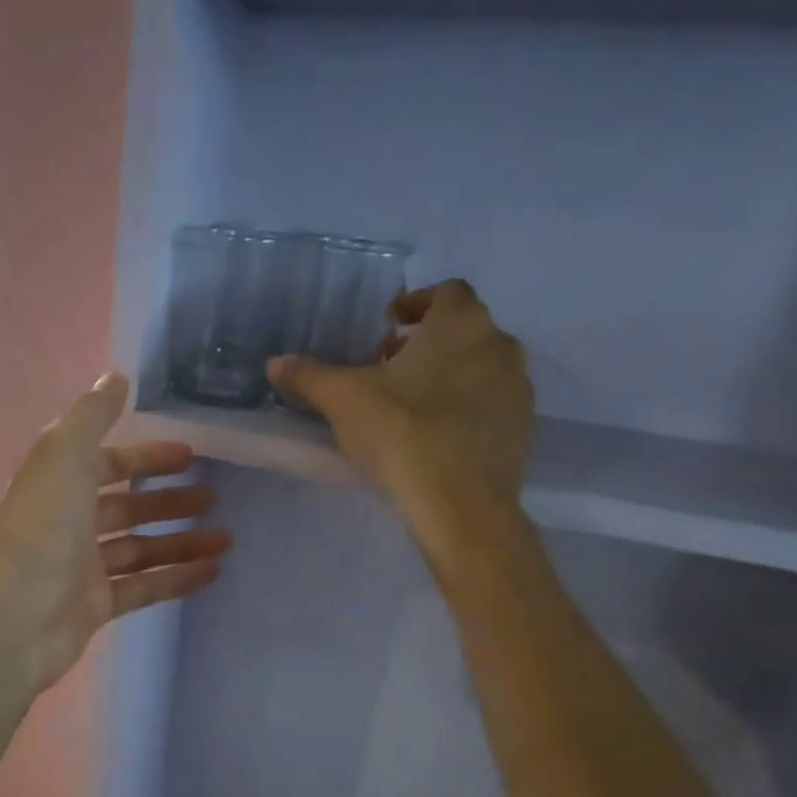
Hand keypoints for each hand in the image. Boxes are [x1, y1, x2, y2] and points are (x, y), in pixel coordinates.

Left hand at [0, 372, 229, 693]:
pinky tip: (213, 571)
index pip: (108, 463)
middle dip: (168, 499)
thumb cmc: (40, 532)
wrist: (12, 621)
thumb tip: (116, 375)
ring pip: (140, 548)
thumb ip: (91, 415)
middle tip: (215, 496)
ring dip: (181, 540)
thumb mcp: (63, 457)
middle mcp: (69, 523)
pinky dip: (176, 577)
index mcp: (59, 484)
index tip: (191, 454)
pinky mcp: (96, 606)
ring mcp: (82, 567)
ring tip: (226, 536)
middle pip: (126, 506)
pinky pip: (144, 586)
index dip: (146, 456)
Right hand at [267, 279, 533, 565]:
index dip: (415, 303)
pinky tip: (434, 435)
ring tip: (409, 403)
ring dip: (447, 373)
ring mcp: (518, 388)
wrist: (460, 504)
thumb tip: (274, 363)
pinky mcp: (522, 428)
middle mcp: (499, 345)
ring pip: (479, 366)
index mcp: (461, 324)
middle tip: (388, 367)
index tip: (387, 326)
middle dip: (425, 342)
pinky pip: (490, 403)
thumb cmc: (401, 433)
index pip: (445, 292)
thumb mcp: (342, 400)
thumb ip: (308, 376)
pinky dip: (465, 406)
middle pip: (462, 329)